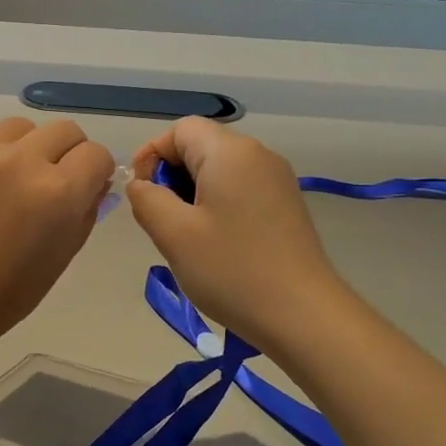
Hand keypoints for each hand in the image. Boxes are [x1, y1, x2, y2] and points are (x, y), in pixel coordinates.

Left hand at [0, 117, 114, 362]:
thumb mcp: (59, 258)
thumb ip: (84, 211)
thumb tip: (94, 180)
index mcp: (57, 193)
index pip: (95, 154)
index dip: (92, 171)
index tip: (80, 185)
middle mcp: (20, 160)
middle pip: (63, 130)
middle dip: (63, 154)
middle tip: (44, 180)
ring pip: (18, 126)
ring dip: (20, 148)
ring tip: (0, 180)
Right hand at [127, 117, 351, 353]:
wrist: (304, 315)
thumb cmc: (232, 270)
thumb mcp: (173, 234)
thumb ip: (146, 199)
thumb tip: (141, 184)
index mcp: (230, 152)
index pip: (180, 129)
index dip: (151, 154)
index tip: (142, 194)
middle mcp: (258, 155)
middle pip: (201, 146)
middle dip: (172, 177)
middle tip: (162, 222)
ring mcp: (277, 180)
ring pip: (219, 170)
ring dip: (193, 194)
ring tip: (187, 238)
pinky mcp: (286, 205)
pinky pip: (240, 189)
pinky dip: (218, 206)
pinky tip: (216, 245)